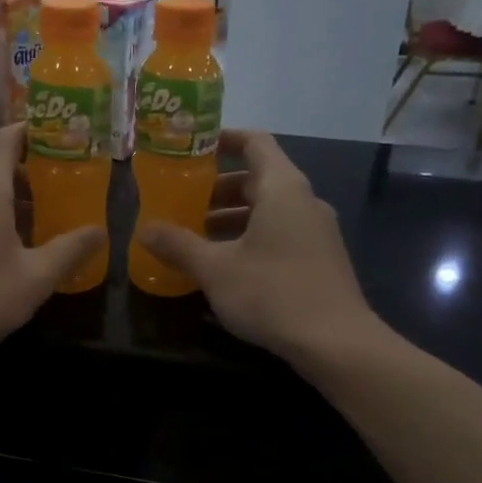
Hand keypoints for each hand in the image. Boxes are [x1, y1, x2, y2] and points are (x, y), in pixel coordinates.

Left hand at [0, 123, 103, 367]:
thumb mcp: (36, 278)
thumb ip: (71, 249)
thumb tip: (100, 231)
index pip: (10, 137)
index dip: (37, 133)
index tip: (65, 140)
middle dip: (32, 172)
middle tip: (66, 189)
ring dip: (11, 197)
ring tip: (44, 219)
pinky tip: (8, 244)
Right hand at [137, 130, 375, 364]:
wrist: (337, 343)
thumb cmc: (272, 292)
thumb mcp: (215, 269)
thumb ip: (178, 245)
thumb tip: (144, 230)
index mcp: (282, 188)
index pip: (255, 142)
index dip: (224, 139)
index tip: (192, 149)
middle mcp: (304, 201)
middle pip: (258, 178)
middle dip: (218, 188)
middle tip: (183, 202)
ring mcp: (317, 231)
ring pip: (269, 210)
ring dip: (232, 217)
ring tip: (197, 237)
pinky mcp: (320, 259)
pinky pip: (280, 233)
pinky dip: (251, 237)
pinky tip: (227, 266)